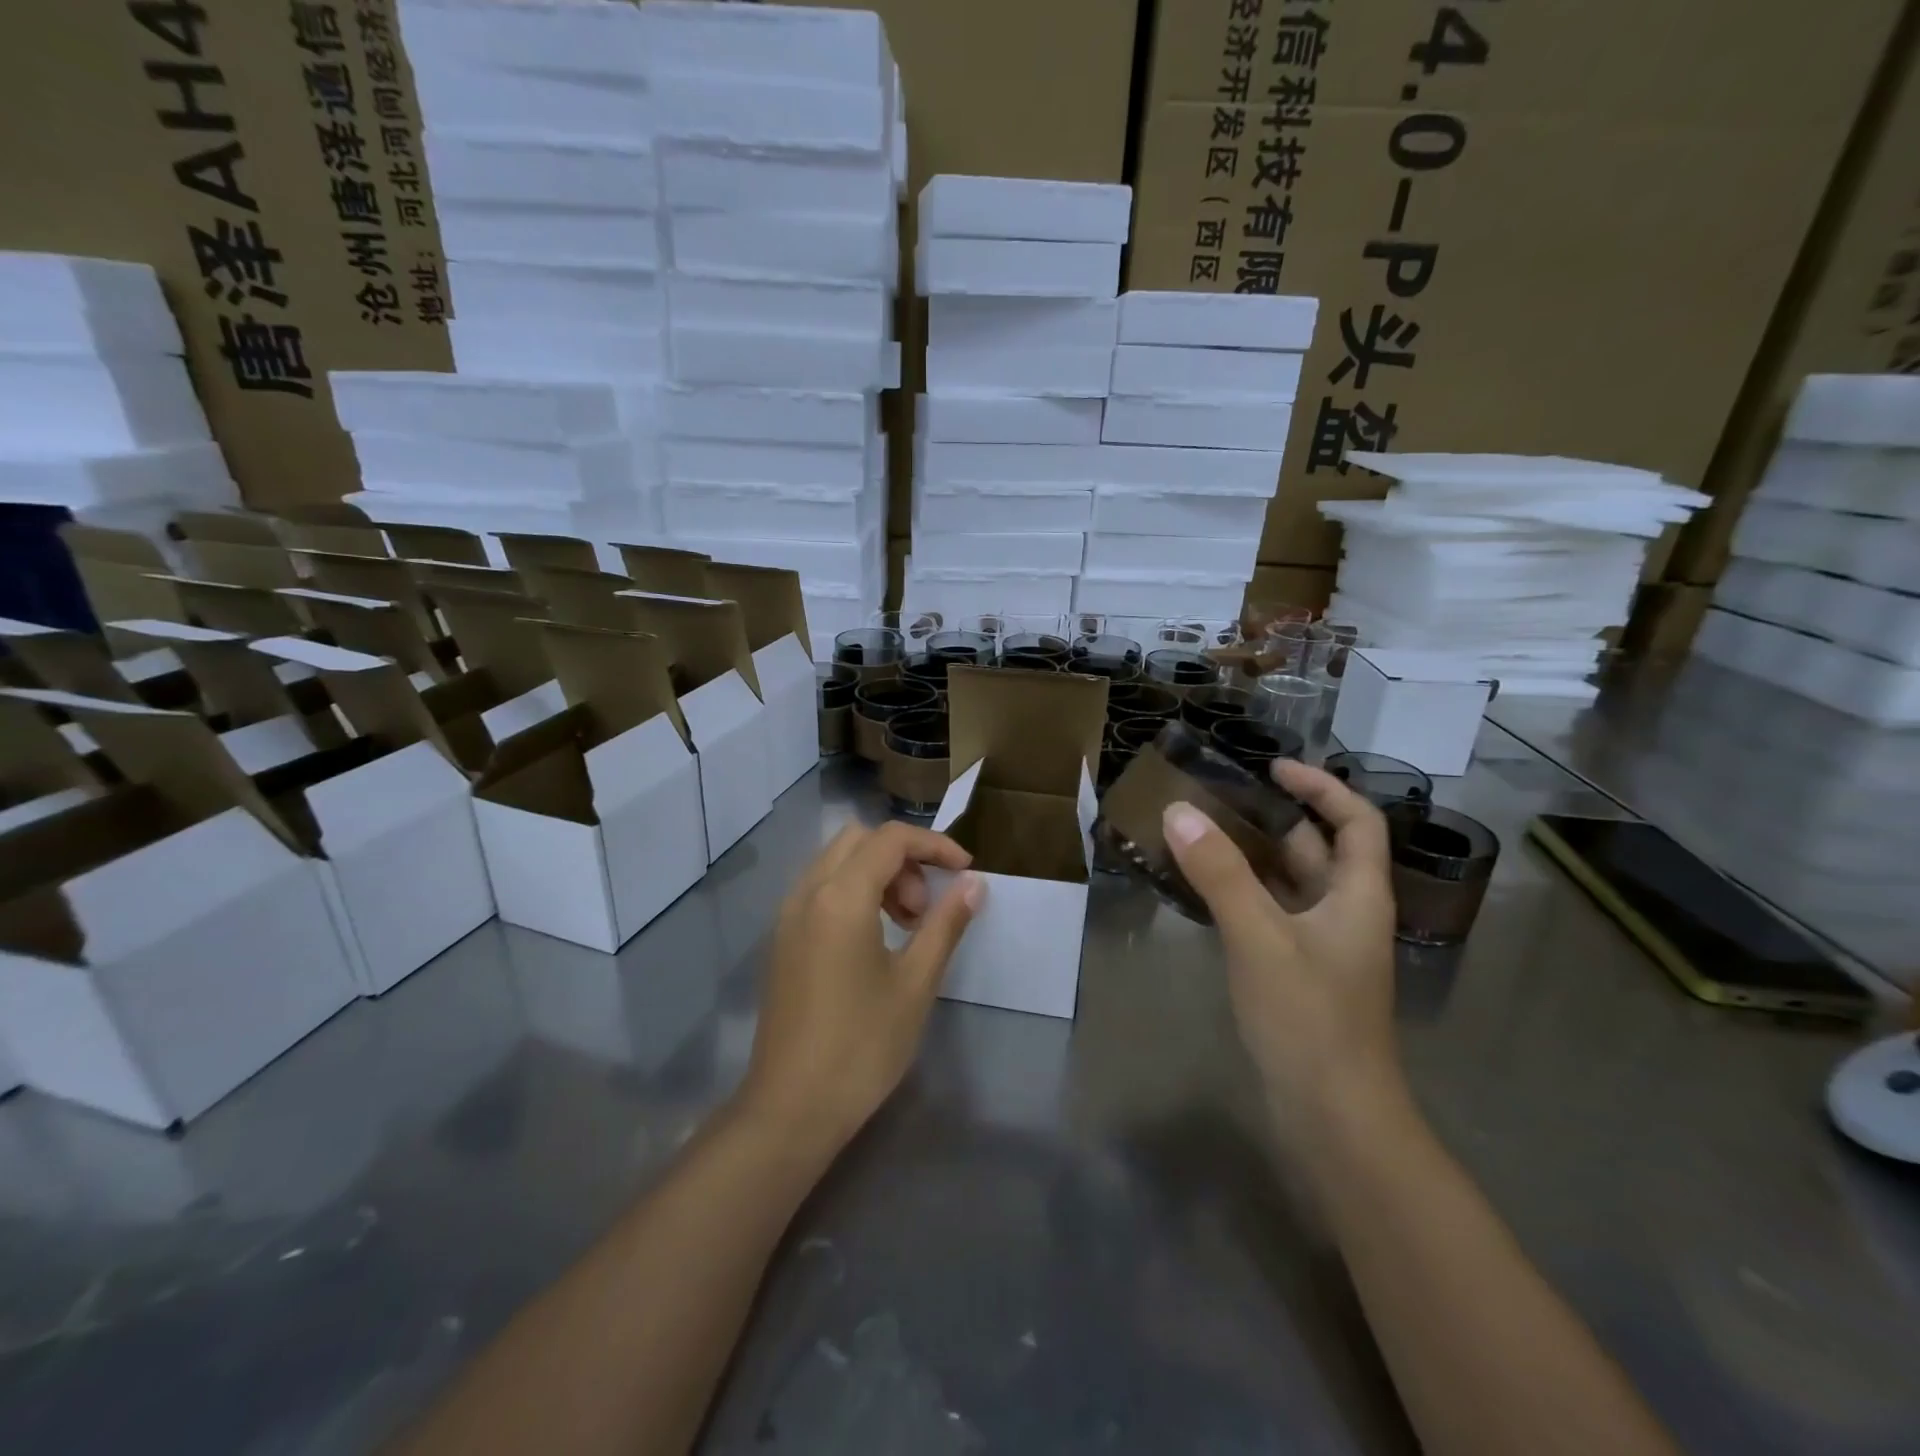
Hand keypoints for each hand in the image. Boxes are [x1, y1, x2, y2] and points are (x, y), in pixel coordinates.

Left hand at [741, 821, 983, 1154]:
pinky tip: (874, 940)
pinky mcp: (782, 939)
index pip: (890, 838)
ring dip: (878, 875)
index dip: (934, 845)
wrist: (791, 1108)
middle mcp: (807, 892)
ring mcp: (788, 916)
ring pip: (837, 862)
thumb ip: (946, 923)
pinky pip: (821, 889)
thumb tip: (973, 884)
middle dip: (903, 859)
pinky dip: (854, 892)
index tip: (966, 872)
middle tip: (927, 908)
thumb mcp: (916, 983)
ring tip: (907, 927)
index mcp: (840, 896)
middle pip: (860, 840)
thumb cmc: (862, 1045)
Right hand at [1162, 761, 1404, 1143]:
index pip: (1356, 821)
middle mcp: (1346, 914)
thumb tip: (1179, 811)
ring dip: (1252, 857)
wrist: (1334, 1117)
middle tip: (1218, 799)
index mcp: (1358, 895)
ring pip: (1290, 885)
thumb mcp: (1260, 937)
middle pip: (1319, 849)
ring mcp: (1322, 948)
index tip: (1273, 767)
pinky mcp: (1298, 974)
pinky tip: (1202, 892)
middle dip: (1275, 819)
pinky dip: (1242, 895)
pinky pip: (1271, 916)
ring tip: (1200, 835)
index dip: (1322, 787)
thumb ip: (1220, 874)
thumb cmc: (1309, 1018)